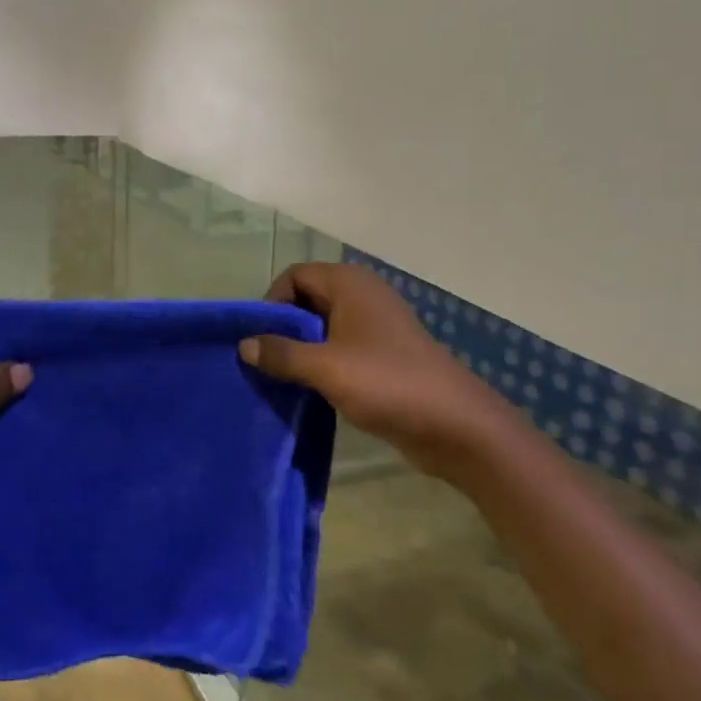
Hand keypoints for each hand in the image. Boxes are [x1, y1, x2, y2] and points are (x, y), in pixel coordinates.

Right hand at [240, 262, 499, 475]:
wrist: (455, 425)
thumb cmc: (387, 384)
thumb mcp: (325, 368)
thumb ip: (281, 353)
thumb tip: (244, 344)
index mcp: (350, 284)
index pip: (295, 276)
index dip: (272, 302)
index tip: (260, 338)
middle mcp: (362, 296)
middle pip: (307, 299)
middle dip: (283, 328)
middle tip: (264, 362)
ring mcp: (375, 326)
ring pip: (322, 327)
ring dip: (300, 349)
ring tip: (281, 379)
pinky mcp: (382, 355)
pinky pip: (339, 348)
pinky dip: (320, 364)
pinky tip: (309, 390)